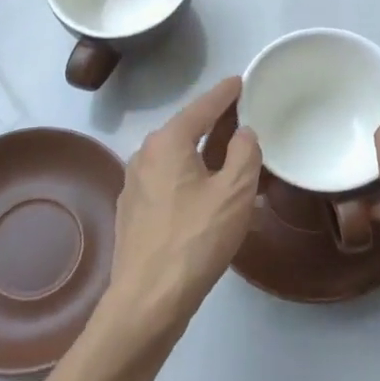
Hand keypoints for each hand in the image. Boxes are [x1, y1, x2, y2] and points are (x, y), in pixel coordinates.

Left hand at [101, 76, 261, 341]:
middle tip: (245, 120)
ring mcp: (135, 185)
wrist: (148, 299)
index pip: (202, 107)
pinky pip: (169, 182)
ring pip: (178, 159)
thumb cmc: (196, 239)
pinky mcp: (134, 212)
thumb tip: (244, 134)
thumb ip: (245, 154)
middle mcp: (145, 155)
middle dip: (216, 124)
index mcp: (167, 142)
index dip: (225, 94)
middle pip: (187, 130)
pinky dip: (192, 178)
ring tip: (233, 159)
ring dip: (205, 155)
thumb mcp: (234, 192)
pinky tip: (208, 195)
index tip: (241, 81)